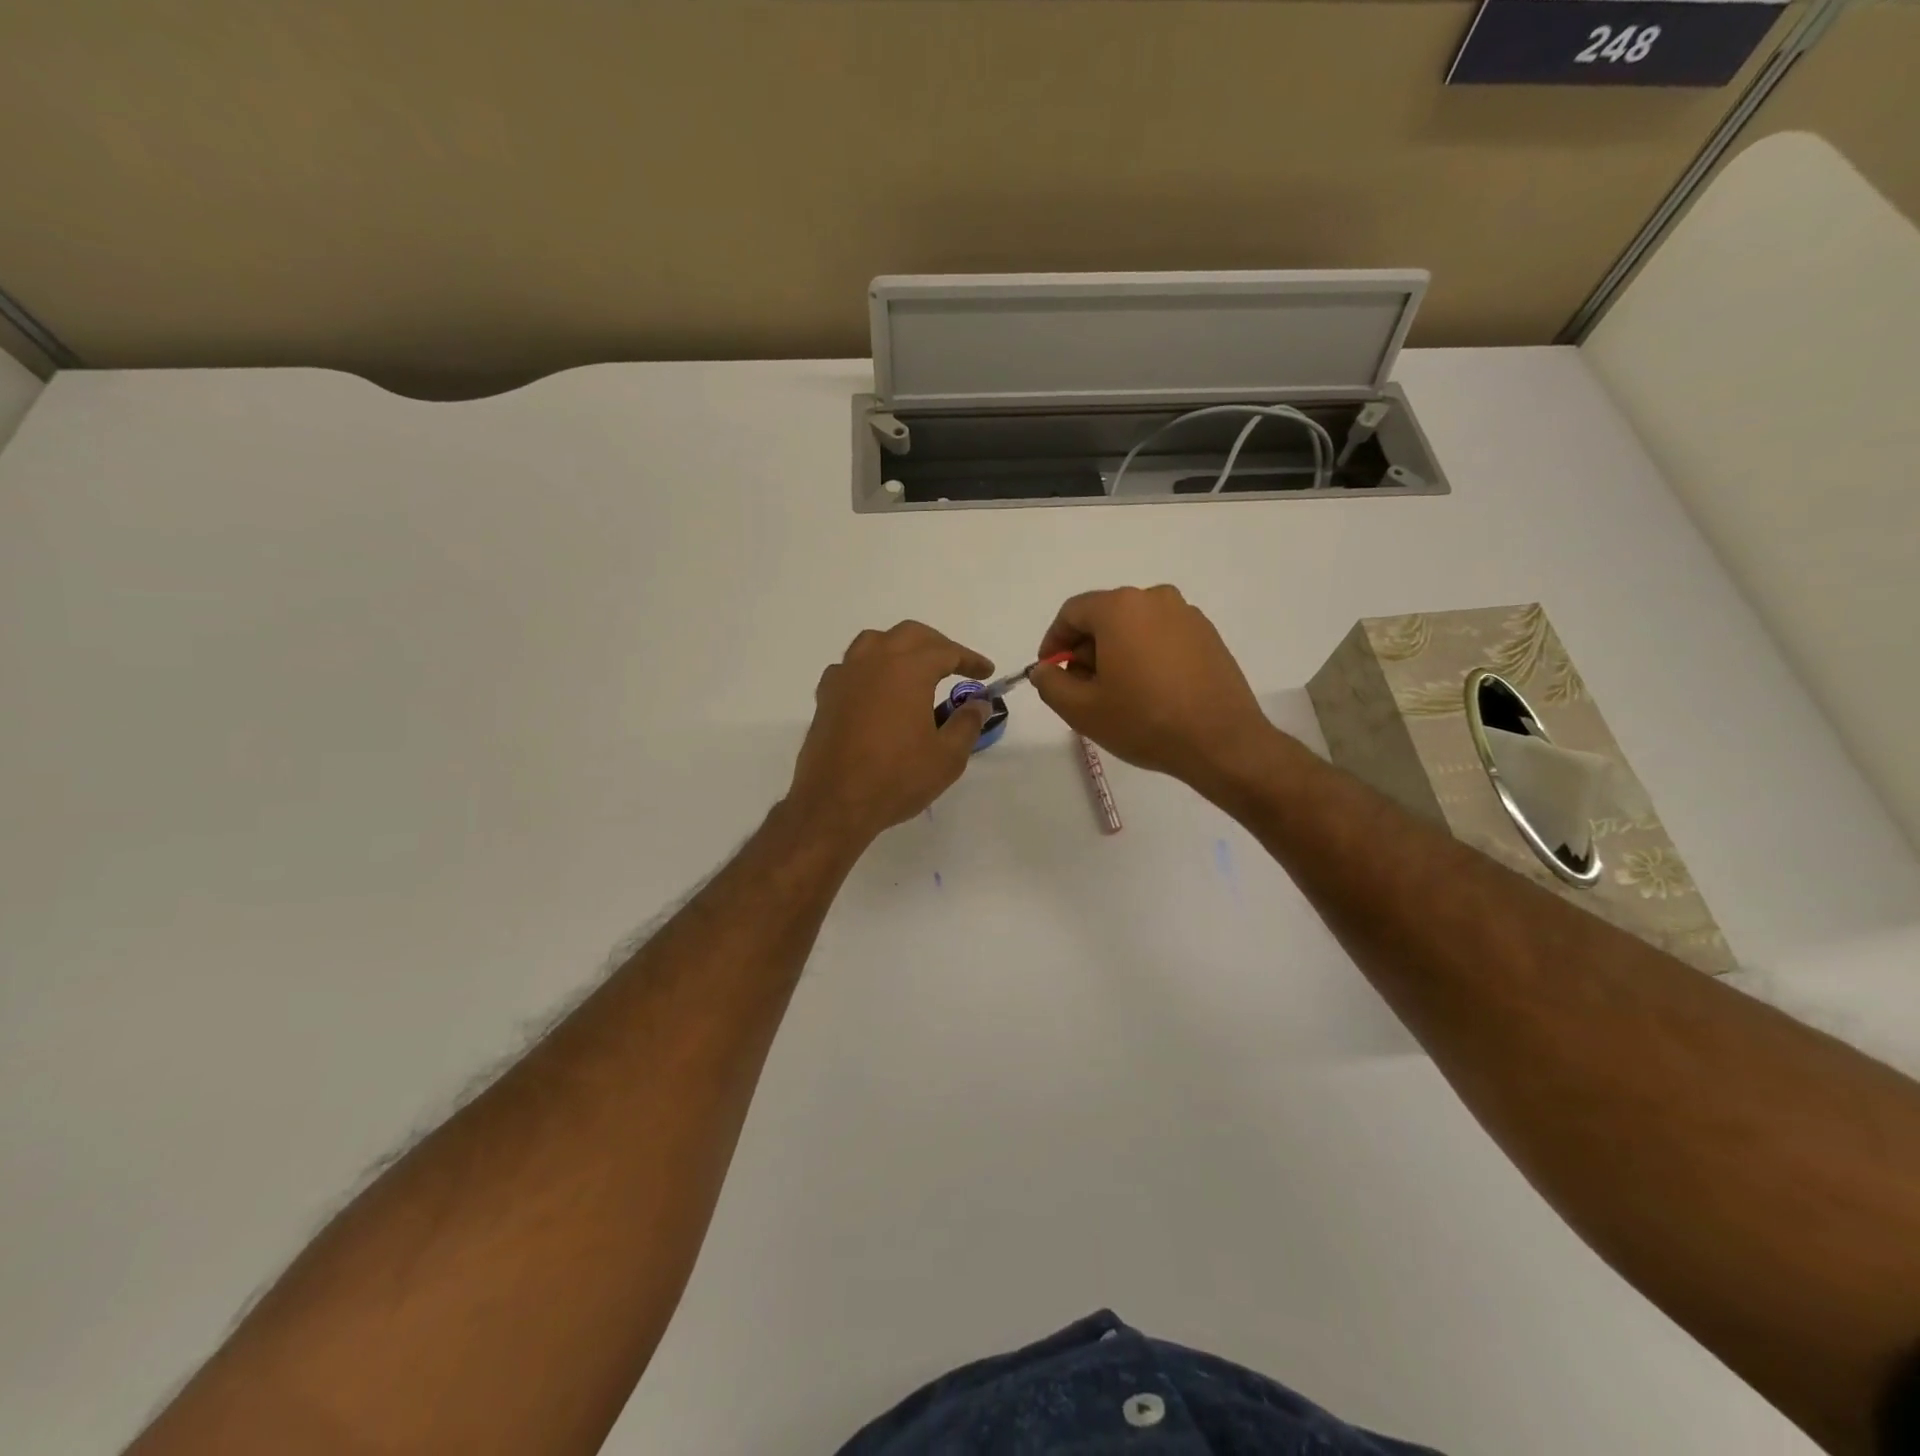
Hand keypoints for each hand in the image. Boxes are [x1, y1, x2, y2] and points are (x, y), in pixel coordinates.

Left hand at [786, 621, 994, 843]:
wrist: (835, 803)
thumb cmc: (897, 777)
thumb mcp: (947, 756)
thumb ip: (967, 723)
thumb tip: (979, 703)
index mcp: (908, 669)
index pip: (946, 651)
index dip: (970, 659)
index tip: (986, 672)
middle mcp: (874, 661)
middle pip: (909, 635)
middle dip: (936, 645)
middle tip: (954, 666)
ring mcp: (845, 676)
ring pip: (874, 642)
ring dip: (899, 648)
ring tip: (914, 670)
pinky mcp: (826, 696)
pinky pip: (850, 667)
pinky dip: (870, 669)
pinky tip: (876, 691)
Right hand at [1028, 585, 1278, 792]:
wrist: (1221, 742)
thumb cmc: (1144, 721)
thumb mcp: (1081, 709)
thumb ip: (1051, 683)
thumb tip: (1045, 669)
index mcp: (1120, 607)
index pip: (1072, 613)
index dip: (1053, 642)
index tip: (1050, 672)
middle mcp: (1155, 599)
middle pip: (1104, 617)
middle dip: (1085, 649)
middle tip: (1081, 689)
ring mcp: (1187, 615)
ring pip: (1134, 627)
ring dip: (1116, 654)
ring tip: (1116, 694)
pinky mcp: (1208, 636)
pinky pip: (1162, 637)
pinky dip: (1146, 656)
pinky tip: (1148, 692)